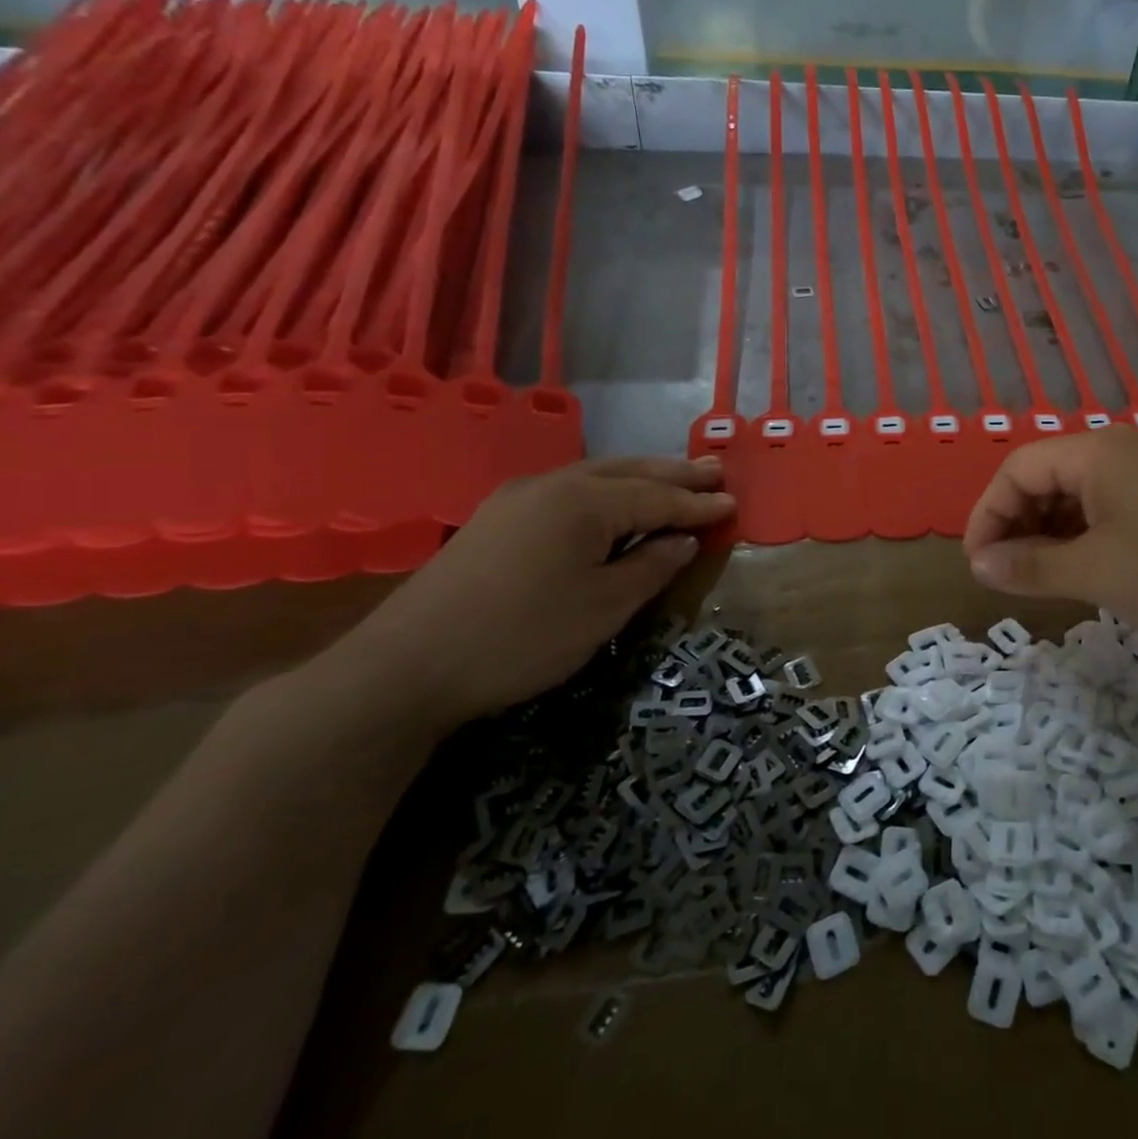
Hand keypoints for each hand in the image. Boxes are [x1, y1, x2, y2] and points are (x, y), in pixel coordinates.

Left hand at [341, 457, 734, 727]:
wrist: (404, 667)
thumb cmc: (521, 638)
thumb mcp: (602, 609)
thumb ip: (650, 567)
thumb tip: (681, 540)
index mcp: (584, 503)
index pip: (658, 498)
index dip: (698, 505)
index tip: (733, 503)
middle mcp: (553, 485)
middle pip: (629, 472)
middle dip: (674, 474)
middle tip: (714, 471)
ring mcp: (518, 498)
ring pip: (596, 475)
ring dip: (640, 476)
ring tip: (675, 478)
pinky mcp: (496, 518)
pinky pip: (569, 489)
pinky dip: (606, 489)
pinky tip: (612, 501)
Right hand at [962, 428, 1137, 662]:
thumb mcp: (1094, 572)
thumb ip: (1028, 565)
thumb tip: (978, 565)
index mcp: (1098, 451)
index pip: (1019, 468)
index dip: (988, 513)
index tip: (977, 562)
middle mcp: (1122, 449)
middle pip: (1047, 475)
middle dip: (1017, 522)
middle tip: (1004, 572)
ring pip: (1077, 493)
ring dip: (1048, 531)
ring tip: (1037, 575)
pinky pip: (1108, 506)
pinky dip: (1082, 535)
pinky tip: (1079, 568)